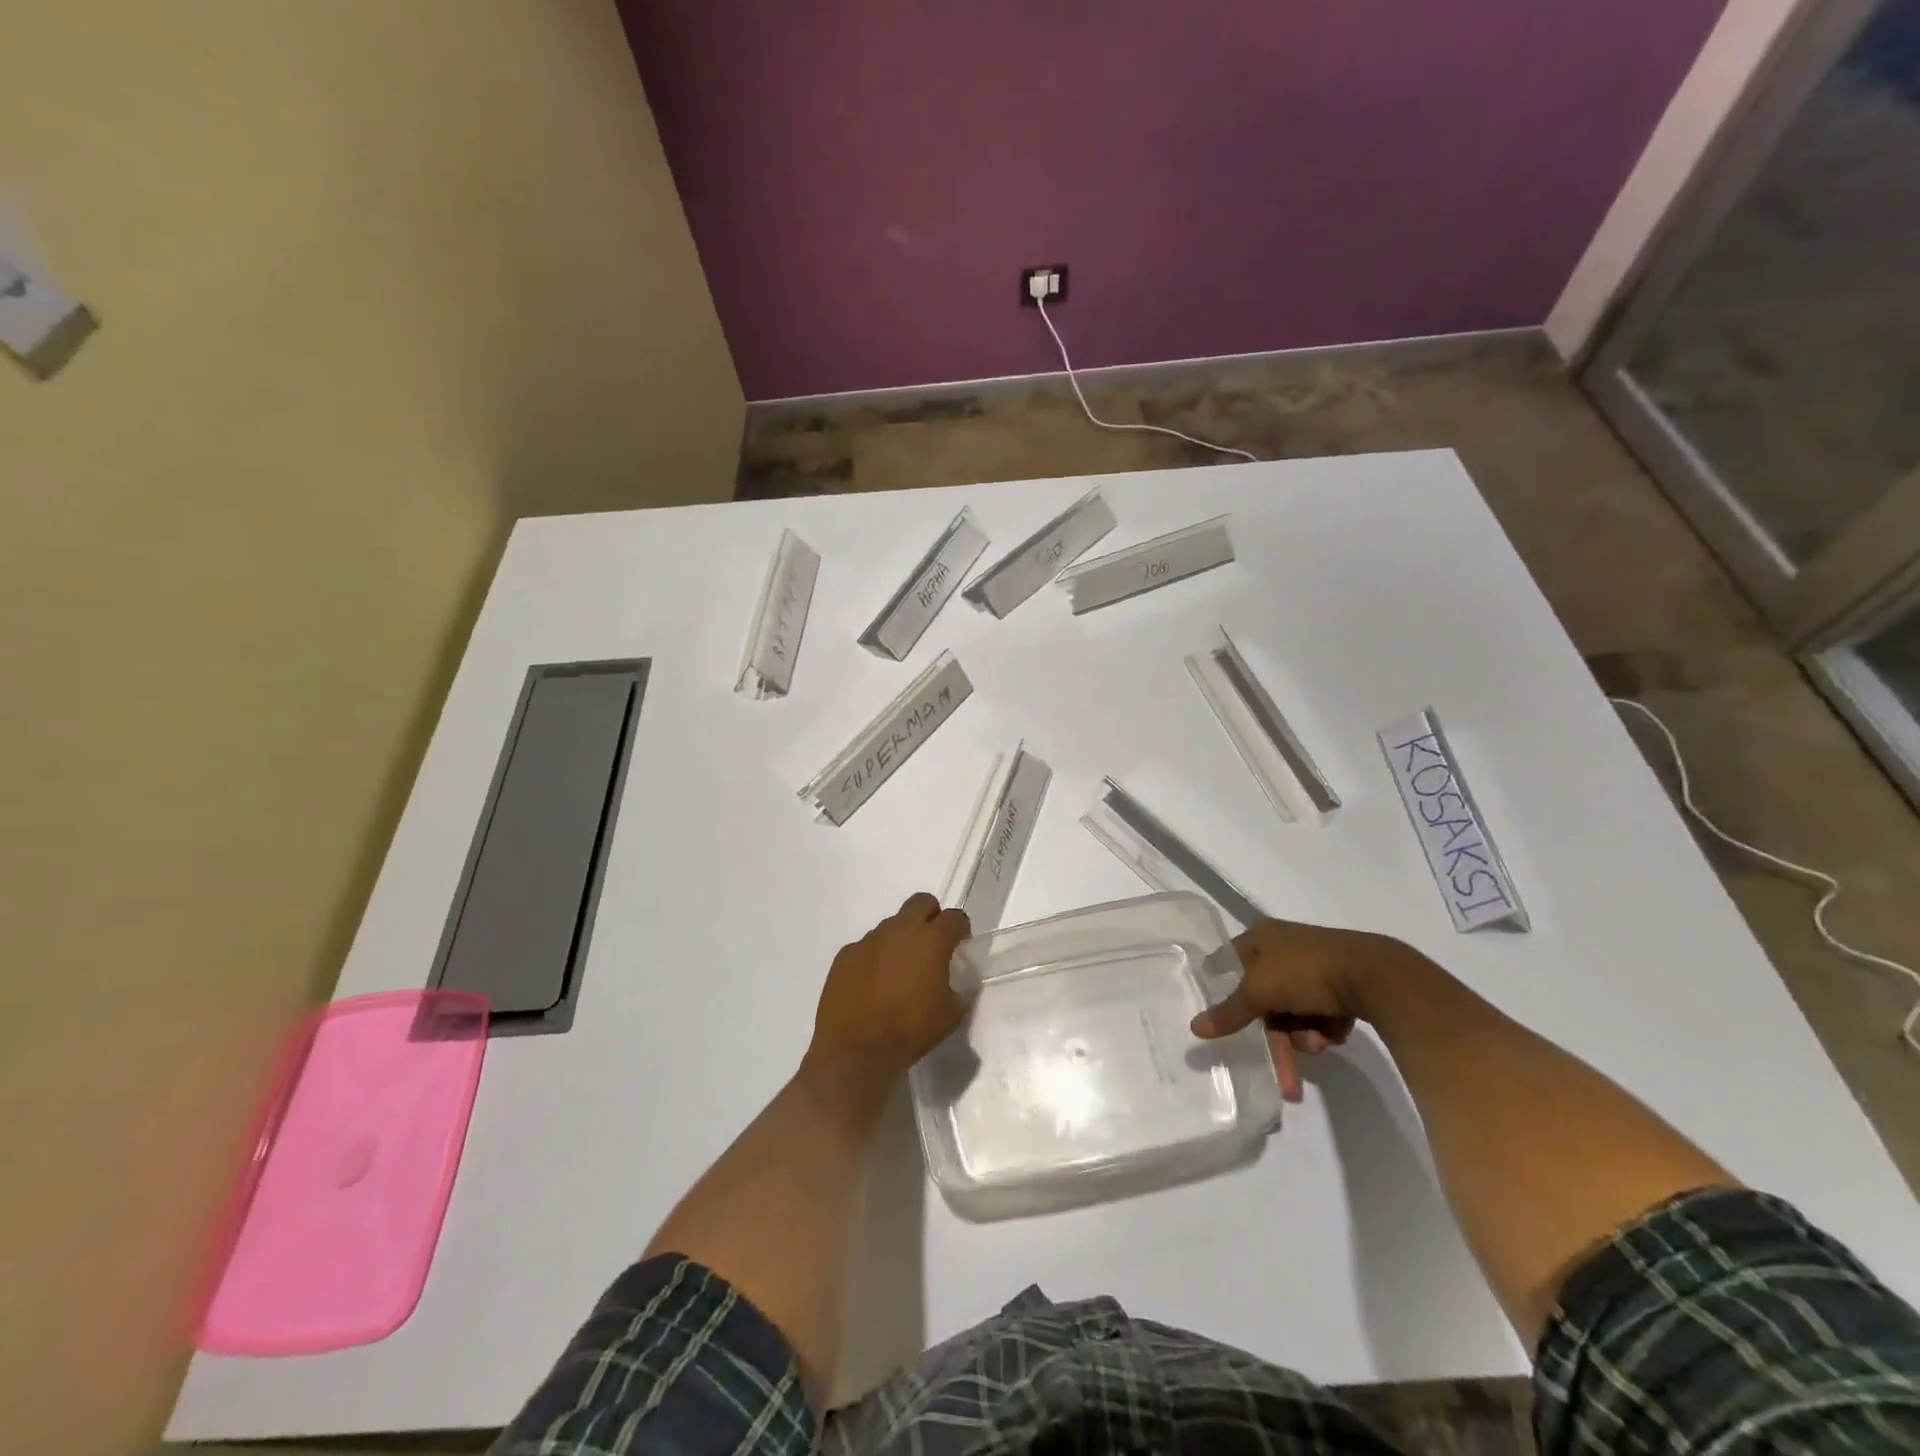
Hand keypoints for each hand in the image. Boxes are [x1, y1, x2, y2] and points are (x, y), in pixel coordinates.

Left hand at [805, 892, 970, 1093]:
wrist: (856, 1051)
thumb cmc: (910, 1031)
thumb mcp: (951, 1015)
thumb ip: (959, 991)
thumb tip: (956, 984)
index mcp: (931, 940)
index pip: (954, 917)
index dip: (961, 927)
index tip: (961, 941)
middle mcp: (899, 930)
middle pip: (921, 902)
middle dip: (931, 916)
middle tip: (932, 944)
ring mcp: (869, 940)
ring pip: (892, 924)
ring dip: (901, 939)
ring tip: (899, 971)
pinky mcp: (845, 954)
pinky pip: (866, 946)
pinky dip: (875, 957)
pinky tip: (873, 984)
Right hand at [1191, 919, 1407, 1101]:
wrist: (1377, 976)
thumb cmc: (1307, 972)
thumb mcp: (1259, 991)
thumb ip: (1229, 1012)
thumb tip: (1194, 1028)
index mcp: (1261, 938)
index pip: (1229, 963)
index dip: (1221, 990)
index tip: (1220, 1021)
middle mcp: (1285, 948)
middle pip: (1266, 999)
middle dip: (1277, 1039)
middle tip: (1285, 1079)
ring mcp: (1315, 967)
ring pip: (1295, 1013)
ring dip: (1302, 1036)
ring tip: (1319, 1045)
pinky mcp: (1342, 985)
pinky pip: (1321, 1014)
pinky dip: (1324, 1029)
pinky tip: (1335, 1034)